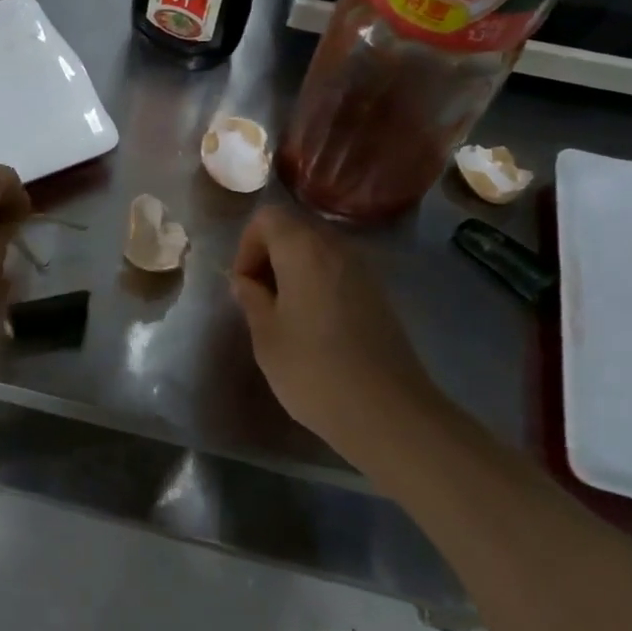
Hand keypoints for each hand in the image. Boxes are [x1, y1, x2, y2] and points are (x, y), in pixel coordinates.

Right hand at [230, 206, 450, 463]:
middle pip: (295, 230)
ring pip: (317, 253)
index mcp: (304, 249)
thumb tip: (246, 282)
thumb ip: (252, 299)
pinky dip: (317, 287)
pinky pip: (338, 274)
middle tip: (258, 301)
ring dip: (293, 273)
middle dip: (269, 257)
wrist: (387, 412)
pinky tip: (314, 328)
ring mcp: (364, 272)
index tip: (244, 286)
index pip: (267, 218)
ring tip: (283, 317)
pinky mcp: (379, 296)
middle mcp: (337, 249)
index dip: (247, 246)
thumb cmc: (313, 370)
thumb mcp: (267, 335)